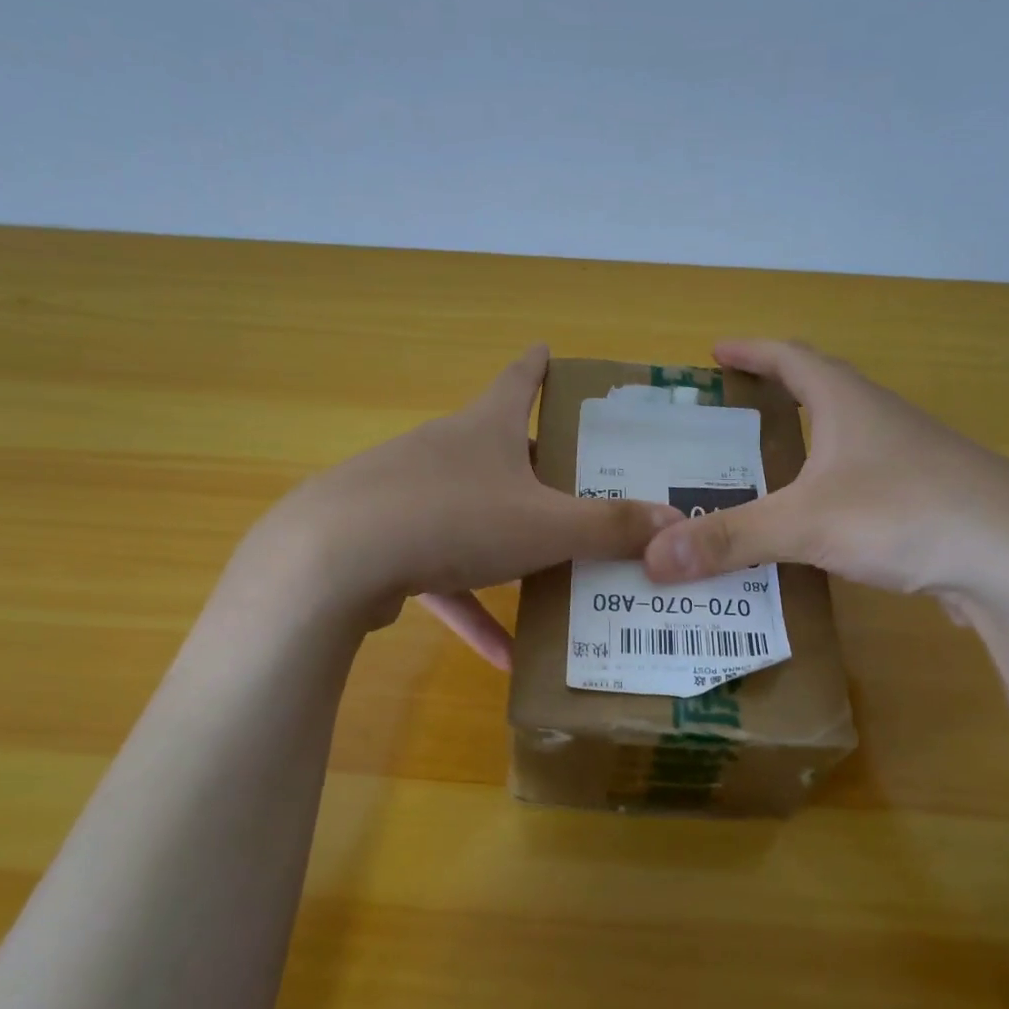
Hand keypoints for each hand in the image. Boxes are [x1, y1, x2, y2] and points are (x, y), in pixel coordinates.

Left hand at [258, 345, 680, 666]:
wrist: (334, 559)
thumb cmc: (455, 519)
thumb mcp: (545, 525)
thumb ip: (609, 526)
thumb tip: (674, 522)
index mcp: (485, 429)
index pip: (519, 380)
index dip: (538, 365)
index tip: (549, 350)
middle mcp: (445, 452)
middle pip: (497, 451)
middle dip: (534, 467)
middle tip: (575, 484)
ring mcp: (408, 496)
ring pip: (472, 517)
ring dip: (508, 550)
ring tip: (554, 580)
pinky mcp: (384, 544)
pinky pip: (442, 575)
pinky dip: (471, 608)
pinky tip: (502, 658)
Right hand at [642, 340, 1008, 617]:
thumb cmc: (907, 515)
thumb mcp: (805, 524)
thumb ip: (728, 539)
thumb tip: (651, 556)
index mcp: (850, 404)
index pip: (792, 358)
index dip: (752, 352)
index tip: (716, 352)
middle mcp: (883, 422)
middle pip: (821, 394)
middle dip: (775, 397)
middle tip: (730, 418)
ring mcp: (912, 463)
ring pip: (844, 445)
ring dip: (804, 450)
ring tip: (761, 475)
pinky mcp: (929, 504)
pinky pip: (863, 487)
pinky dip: (828, 494)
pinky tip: (815, 528)